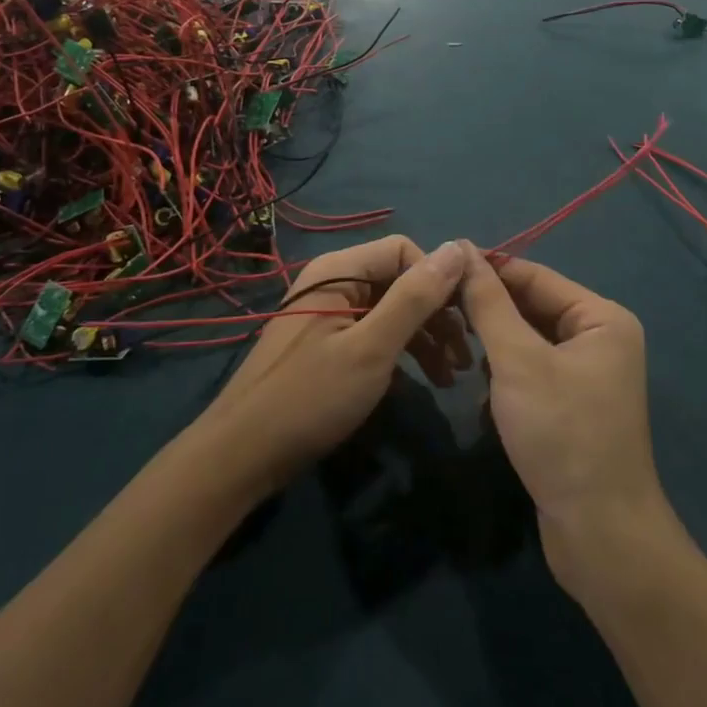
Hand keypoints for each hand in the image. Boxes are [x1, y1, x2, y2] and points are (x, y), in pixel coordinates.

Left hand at [198, 237, 471, 495]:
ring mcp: (329, 314)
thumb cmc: (310, 398)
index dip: (437, 280)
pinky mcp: (327, 344)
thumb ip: (414, 298)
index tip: (465, 321)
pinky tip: (420, 382)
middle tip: (465, 358)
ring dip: (424, 338)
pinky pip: (374, 333)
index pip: (404, 250)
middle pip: (398, 280)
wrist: (242, 457)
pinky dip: (401, 353)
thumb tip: (457, 248)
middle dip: (435, 315)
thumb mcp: (371, 348)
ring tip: (451, 378)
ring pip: (390, 310)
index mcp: (339, 270)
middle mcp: (334, 282)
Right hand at [459, 244, 669, 585]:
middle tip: (438, 310)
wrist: (600, 536)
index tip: (439, 268)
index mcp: (601, 318)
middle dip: (489, 313)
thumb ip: (488, 302)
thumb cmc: (561, 433)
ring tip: (457, 354)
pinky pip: (532, 373)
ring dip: (494, 348)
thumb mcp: (517, 360)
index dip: (488, 269)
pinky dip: (505, 379)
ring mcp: (588, 375)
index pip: (534, 276)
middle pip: (532, 308)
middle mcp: (600, 339)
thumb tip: (462, 248)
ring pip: (527, 342)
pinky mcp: (572, 407)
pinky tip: (482, 398)